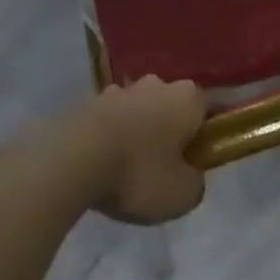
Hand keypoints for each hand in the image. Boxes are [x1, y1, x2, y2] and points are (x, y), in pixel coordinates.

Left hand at [74, 76, 207, 224]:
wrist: (72, 160)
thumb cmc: (138, 174)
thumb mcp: (182, 195)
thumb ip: (195, 183)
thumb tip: (191, 175)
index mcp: (187, 98)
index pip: (207, 109)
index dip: (205, 135)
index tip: (195, 160)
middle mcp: (157, 84)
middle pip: (171, 106)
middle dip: (169, 130)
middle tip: (162, 166)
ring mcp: (120, 89)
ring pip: (139, 110)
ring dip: (137, 131)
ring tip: (125, 168)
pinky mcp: (89, 101)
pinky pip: (109, 119)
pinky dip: (109, 136)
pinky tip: (100, 163)